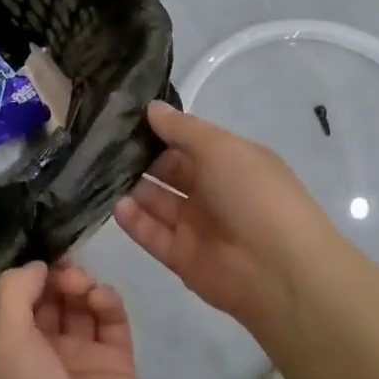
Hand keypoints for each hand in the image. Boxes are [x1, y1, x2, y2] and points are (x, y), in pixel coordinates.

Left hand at [0, 260, 141, 378]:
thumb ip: (14, 294)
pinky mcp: (118, 366)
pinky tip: (99, 298)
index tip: (43, 252)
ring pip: (83, 306)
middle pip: (54, 299)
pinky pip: (113, 323)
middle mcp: (46, 352)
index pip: (22, 300)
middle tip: (65, 265)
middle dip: (58, 275)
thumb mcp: (3, 344)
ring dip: (82, 285)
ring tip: (81, 286)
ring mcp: (83, 359)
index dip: (31, 274)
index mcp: (12, 350)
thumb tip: (37, 265)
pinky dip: (108, 303)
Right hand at [115, 100, 337, 334]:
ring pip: (158, 203)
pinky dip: (135, 221)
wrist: (278, 270)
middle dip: (141, 159)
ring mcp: (197, 226)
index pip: (190, 143)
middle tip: (102, 144)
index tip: (125, 118)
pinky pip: (153, 234)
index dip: (161, 131)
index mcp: (231, 162)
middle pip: (170, 172)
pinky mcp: (182, 257)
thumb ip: (183, 129)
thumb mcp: (221, 148)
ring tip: (100, 172)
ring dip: (134, 188)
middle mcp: (214, 192)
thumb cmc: (254, 195)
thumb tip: (152, 108)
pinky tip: (117, 205)